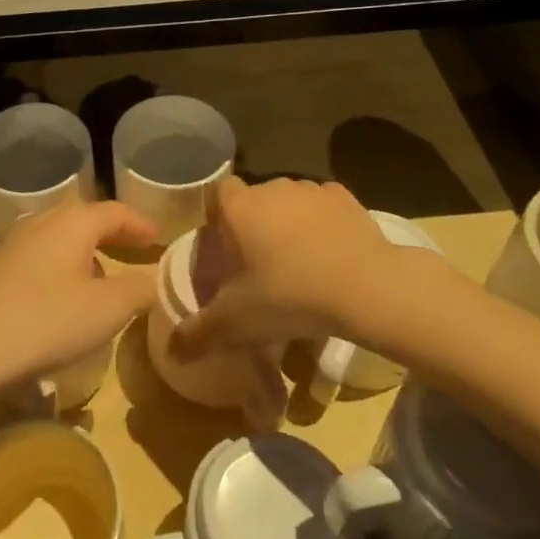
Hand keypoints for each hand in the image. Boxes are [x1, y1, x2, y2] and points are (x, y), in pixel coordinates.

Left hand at [0, 200, 158, 395]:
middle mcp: (41, 222)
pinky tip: (59, 302)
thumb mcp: (106, 310)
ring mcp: (12, 245)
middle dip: (109, 234)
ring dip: (83, 254)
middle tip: (131, 251)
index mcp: (73, 222)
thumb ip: (138, 291)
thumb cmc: (44, 321)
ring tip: (99, 281)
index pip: (115, 211)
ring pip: (57, 238)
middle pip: (82, 218)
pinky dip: (59, 271)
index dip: (139, 224)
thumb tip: (151, 280)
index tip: (157, 239)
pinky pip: (37, 260)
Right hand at [173, 176, 429, 357]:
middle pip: (254, 199)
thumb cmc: (290, 295)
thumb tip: (172, 351)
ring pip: (290, 201)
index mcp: (239, 207)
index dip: (219, 217)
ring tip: (298, 263)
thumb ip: (200, 333)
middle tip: (260, 265)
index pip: (218, 194)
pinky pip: (325, 207)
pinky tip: (330, 255)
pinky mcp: (348, 199)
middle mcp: (272, 187)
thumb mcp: (237, 322)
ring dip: (290, 223)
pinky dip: (324, 224)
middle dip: (254, 224)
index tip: (225, 247)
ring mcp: (312, 190)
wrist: (367, 287)